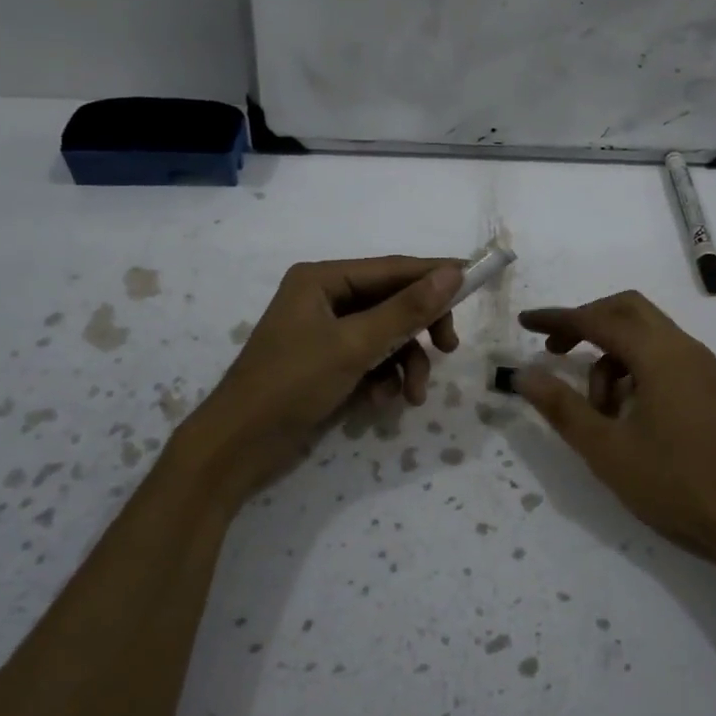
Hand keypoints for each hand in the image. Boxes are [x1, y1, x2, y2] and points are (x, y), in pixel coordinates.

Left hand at [179, 256, 461, 499]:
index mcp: (322, 279)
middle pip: (392, 302)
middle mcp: (324, 298)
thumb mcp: (355, 345)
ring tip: (413, 396)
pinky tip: (382, 403)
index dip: (435, 274)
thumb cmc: (291, 384)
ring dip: (405, 363)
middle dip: (419, 330)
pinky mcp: (326, 364)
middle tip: (449, 348)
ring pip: (385, 336)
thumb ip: (406, 309)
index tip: (476, 280)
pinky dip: (383, 379)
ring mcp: (325, 333)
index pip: (392, 268)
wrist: (238, 447)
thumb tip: (453, 272)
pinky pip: (370, 360)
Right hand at [513, 291, 715, 562]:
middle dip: (586, 323)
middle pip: (627, 310)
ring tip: (596, 410)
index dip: (558, 319)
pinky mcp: (709, 389)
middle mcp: (684, 349)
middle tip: (555, 351)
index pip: (599, 319)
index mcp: (660, 355)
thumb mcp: (607, 449)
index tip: (525, 322)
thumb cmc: (676, 483)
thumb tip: (523, 374)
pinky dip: (633, 370)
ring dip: (610, 357)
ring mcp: (701, 368)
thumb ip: (562, 407)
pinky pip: (662, 358)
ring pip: (645, 336)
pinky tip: (624, 414)